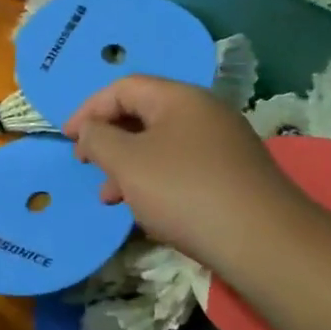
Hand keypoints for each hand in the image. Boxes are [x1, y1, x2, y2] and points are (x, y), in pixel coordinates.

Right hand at [64, 75, 294, 268]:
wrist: (262, 241)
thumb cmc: (185, 191)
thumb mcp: (128, 163)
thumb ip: (99, 140)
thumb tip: (91, 129)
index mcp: (179, 97)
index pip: (123, 88)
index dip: (89, 109)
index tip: (68, 140)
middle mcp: (205, 112)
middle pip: (144, 114)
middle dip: (109, 140)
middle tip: (88, 166)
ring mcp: (223, 145)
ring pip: (162, 145)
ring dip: (129, 166)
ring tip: (110, 198)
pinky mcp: (233, 176)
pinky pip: (182, 167)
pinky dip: (156, 181)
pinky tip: (147, 211)